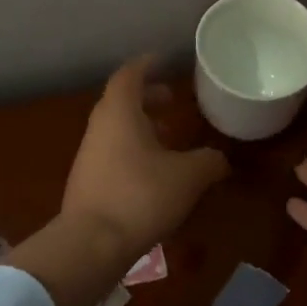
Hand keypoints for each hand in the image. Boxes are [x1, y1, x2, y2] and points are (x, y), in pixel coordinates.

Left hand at [61, 56, 229, 261]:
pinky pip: (111, 154)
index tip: (163, 61)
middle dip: (146, 97)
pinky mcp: (86, 183)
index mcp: (119, 113)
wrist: (91, 244)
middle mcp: (99, 128)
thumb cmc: (141, 196)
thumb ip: (209, 161)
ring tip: (168, 138)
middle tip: (171, 100)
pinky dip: (132, 151)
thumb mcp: (188, 177)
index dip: (147, 65)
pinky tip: (153, 173)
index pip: (129, 75)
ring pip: (115, 129)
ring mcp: (88, 156)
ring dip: (140, 126)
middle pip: (120, 101)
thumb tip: (220, 159)